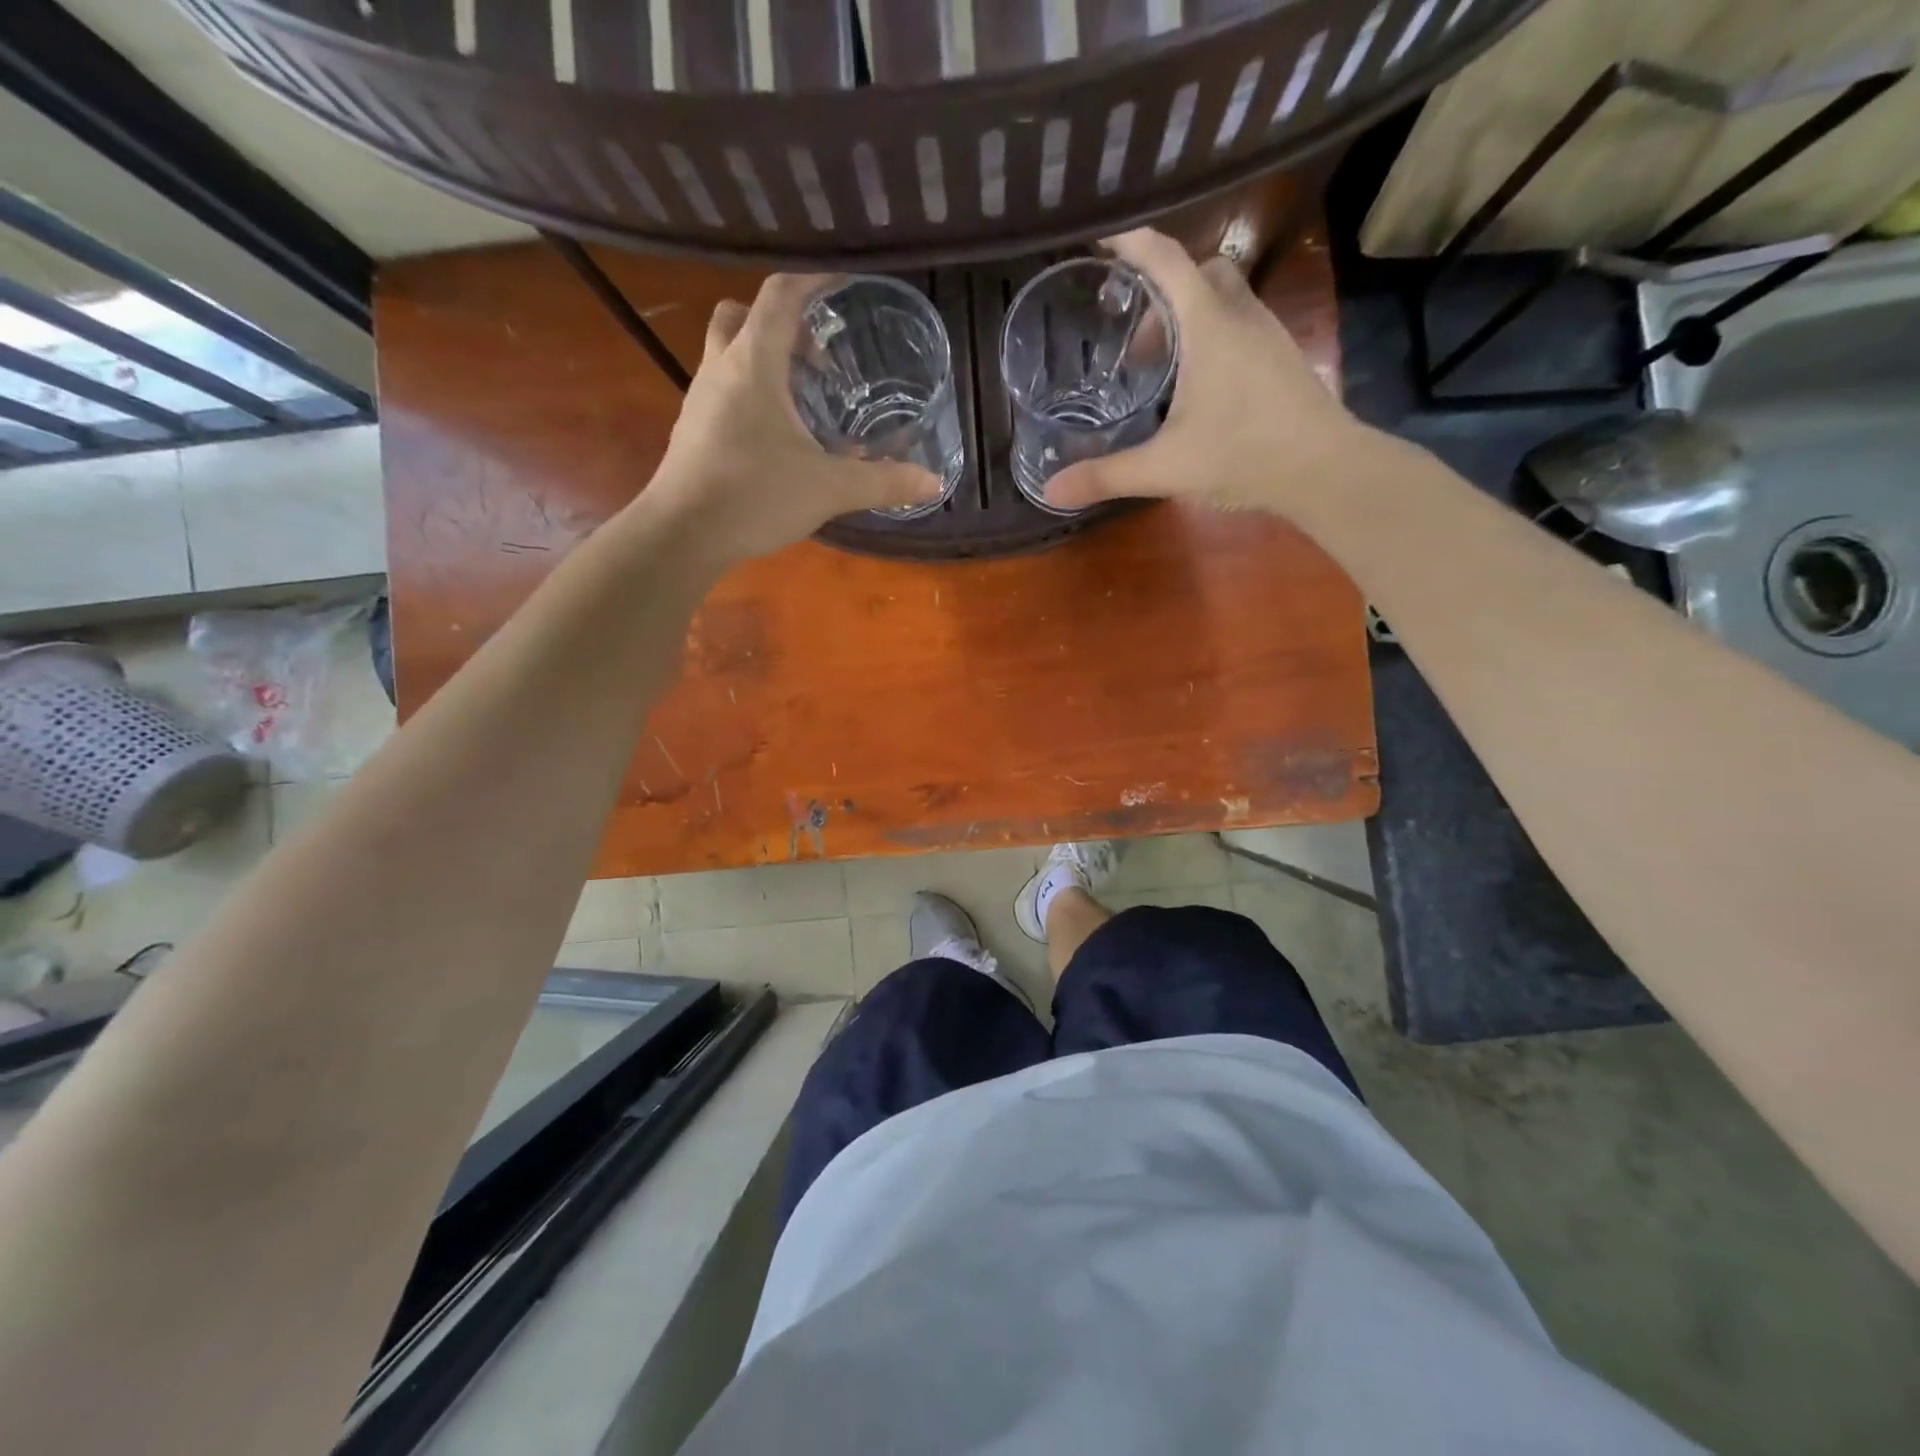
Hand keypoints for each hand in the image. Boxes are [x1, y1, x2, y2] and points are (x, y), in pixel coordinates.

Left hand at [638, 274, 943, 562]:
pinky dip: (748, 395)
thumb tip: (934, 482)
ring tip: (801, 397)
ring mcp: (700, 400)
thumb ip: (883, 482)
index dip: (813, 281)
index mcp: (753, 363)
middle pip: (742, 315)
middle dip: (780, 323)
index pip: (780, 295)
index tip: (843, 286)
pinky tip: (775, 437)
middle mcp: (720, 368)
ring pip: (726, 353)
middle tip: (816, 355)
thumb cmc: (755, 495)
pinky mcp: (692, 431)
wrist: (682, 534)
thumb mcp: (829, 488)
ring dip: (761, 359)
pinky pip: (722, 392)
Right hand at [1044, 229, 1378, 516]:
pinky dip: (1214, 337)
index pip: (1166, 260)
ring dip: (1190, 316)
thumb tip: (1051, 491)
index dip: (1133, 243)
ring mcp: (1269, 334)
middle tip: (1135, 341)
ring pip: (1225, 297)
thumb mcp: (1165, 467)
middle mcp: (1241, 315)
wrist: (1325, 469)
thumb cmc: (1243, 454)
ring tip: (1164, 369)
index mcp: (1208, 325)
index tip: (1103, 240)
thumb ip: (1107, 475)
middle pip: (1199, 272)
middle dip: (1162, 293)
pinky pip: (1241, 325)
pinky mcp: (1283, 358)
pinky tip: (1201, 388)